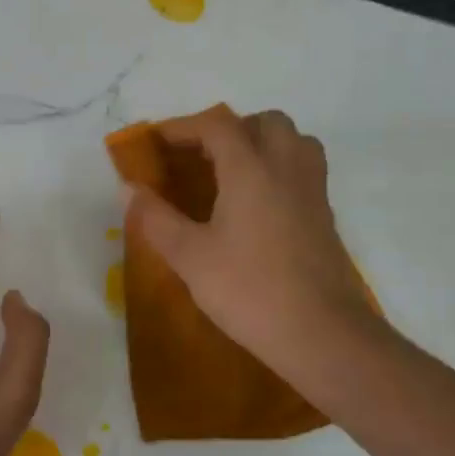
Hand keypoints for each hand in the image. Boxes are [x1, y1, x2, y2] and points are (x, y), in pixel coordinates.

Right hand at [123, 106, 381, 392]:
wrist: (320, 333)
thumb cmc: (249, 290)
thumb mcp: (190, 257)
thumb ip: (156, 218)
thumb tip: (129, 189)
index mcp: (251, 170)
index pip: (217, 126)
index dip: (183, 127)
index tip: (157, 141)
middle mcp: (287, 168)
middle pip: (265, 122)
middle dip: (229, 129)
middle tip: (200, 157)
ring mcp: (312, 191)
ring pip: (294, 142)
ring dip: (262, 143)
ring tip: (233, 173)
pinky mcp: (325, 217)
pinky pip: (304, 170)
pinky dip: (280, 169)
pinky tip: (258, 206)